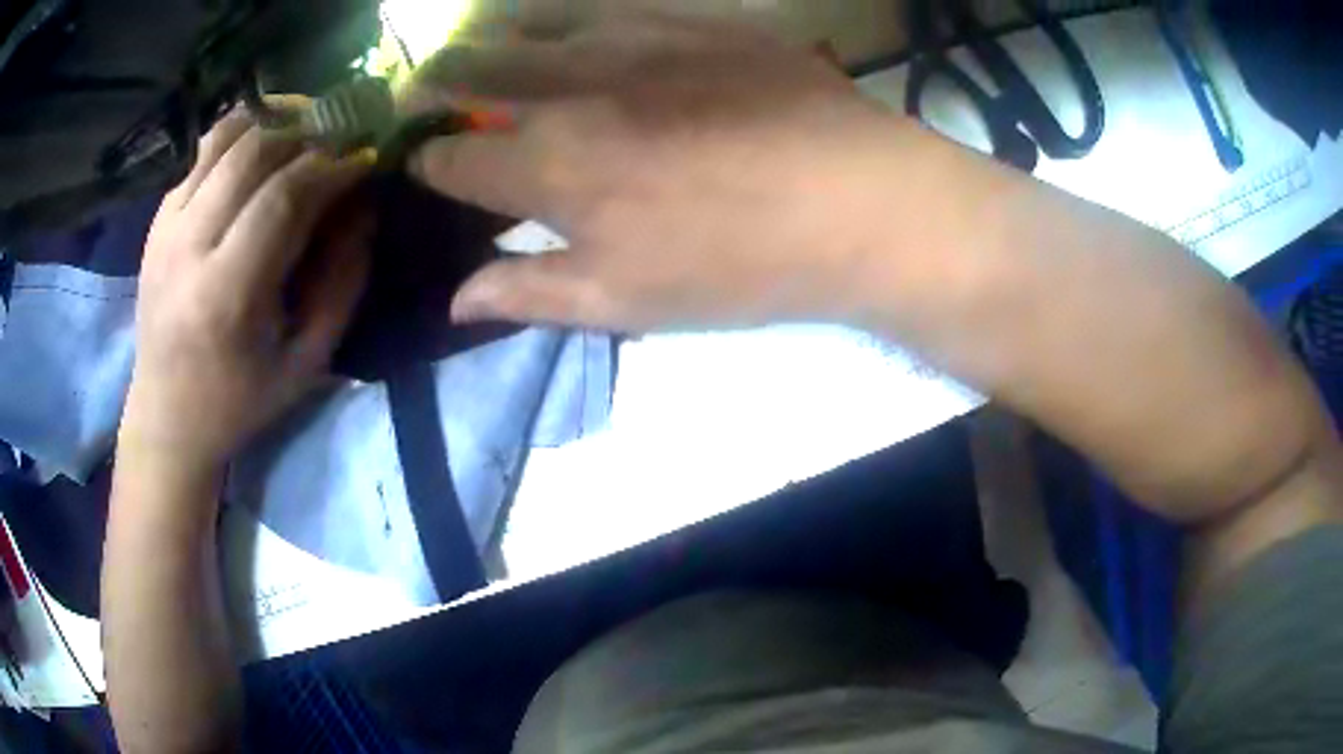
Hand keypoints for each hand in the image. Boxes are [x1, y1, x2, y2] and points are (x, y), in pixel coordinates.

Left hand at [120, 113, 372, 476]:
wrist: (165, 417)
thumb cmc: (239, 401)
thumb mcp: (306, 361)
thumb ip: (342, 283)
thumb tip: (363, 208)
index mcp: (227, 294)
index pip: (284, 197)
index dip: (332, 167)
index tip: (365, 158)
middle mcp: (188, 247)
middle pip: (252, 152)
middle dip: (305, 135)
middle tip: (335, 142)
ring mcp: (166, 228)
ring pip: (223, 139)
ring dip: (271, 125)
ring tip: (300, 136)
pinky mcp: (156, 222)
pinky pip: (200, 154)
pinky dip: (236, 139)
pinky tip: (259, 152)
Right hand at [407, 12, 906, 331]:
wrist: (858, 200)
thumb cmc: (739, 263)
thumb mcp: (627, 301)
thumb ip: (531, 291)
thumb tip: (458, 301)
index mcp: (550, 167)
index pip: (455, 160)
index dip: (429, 164)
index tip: (422, 164)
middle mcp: (572, 89)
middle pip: (475, 71)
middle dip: (436, 80)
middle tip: (423, 84)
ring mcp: (632, 42)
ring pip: (531, 25)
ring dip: (492, 37)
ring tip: (481, 46)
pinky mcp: (690, 20)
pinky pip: (605, 5)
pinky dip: (566, 17)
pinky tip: (569, 29)